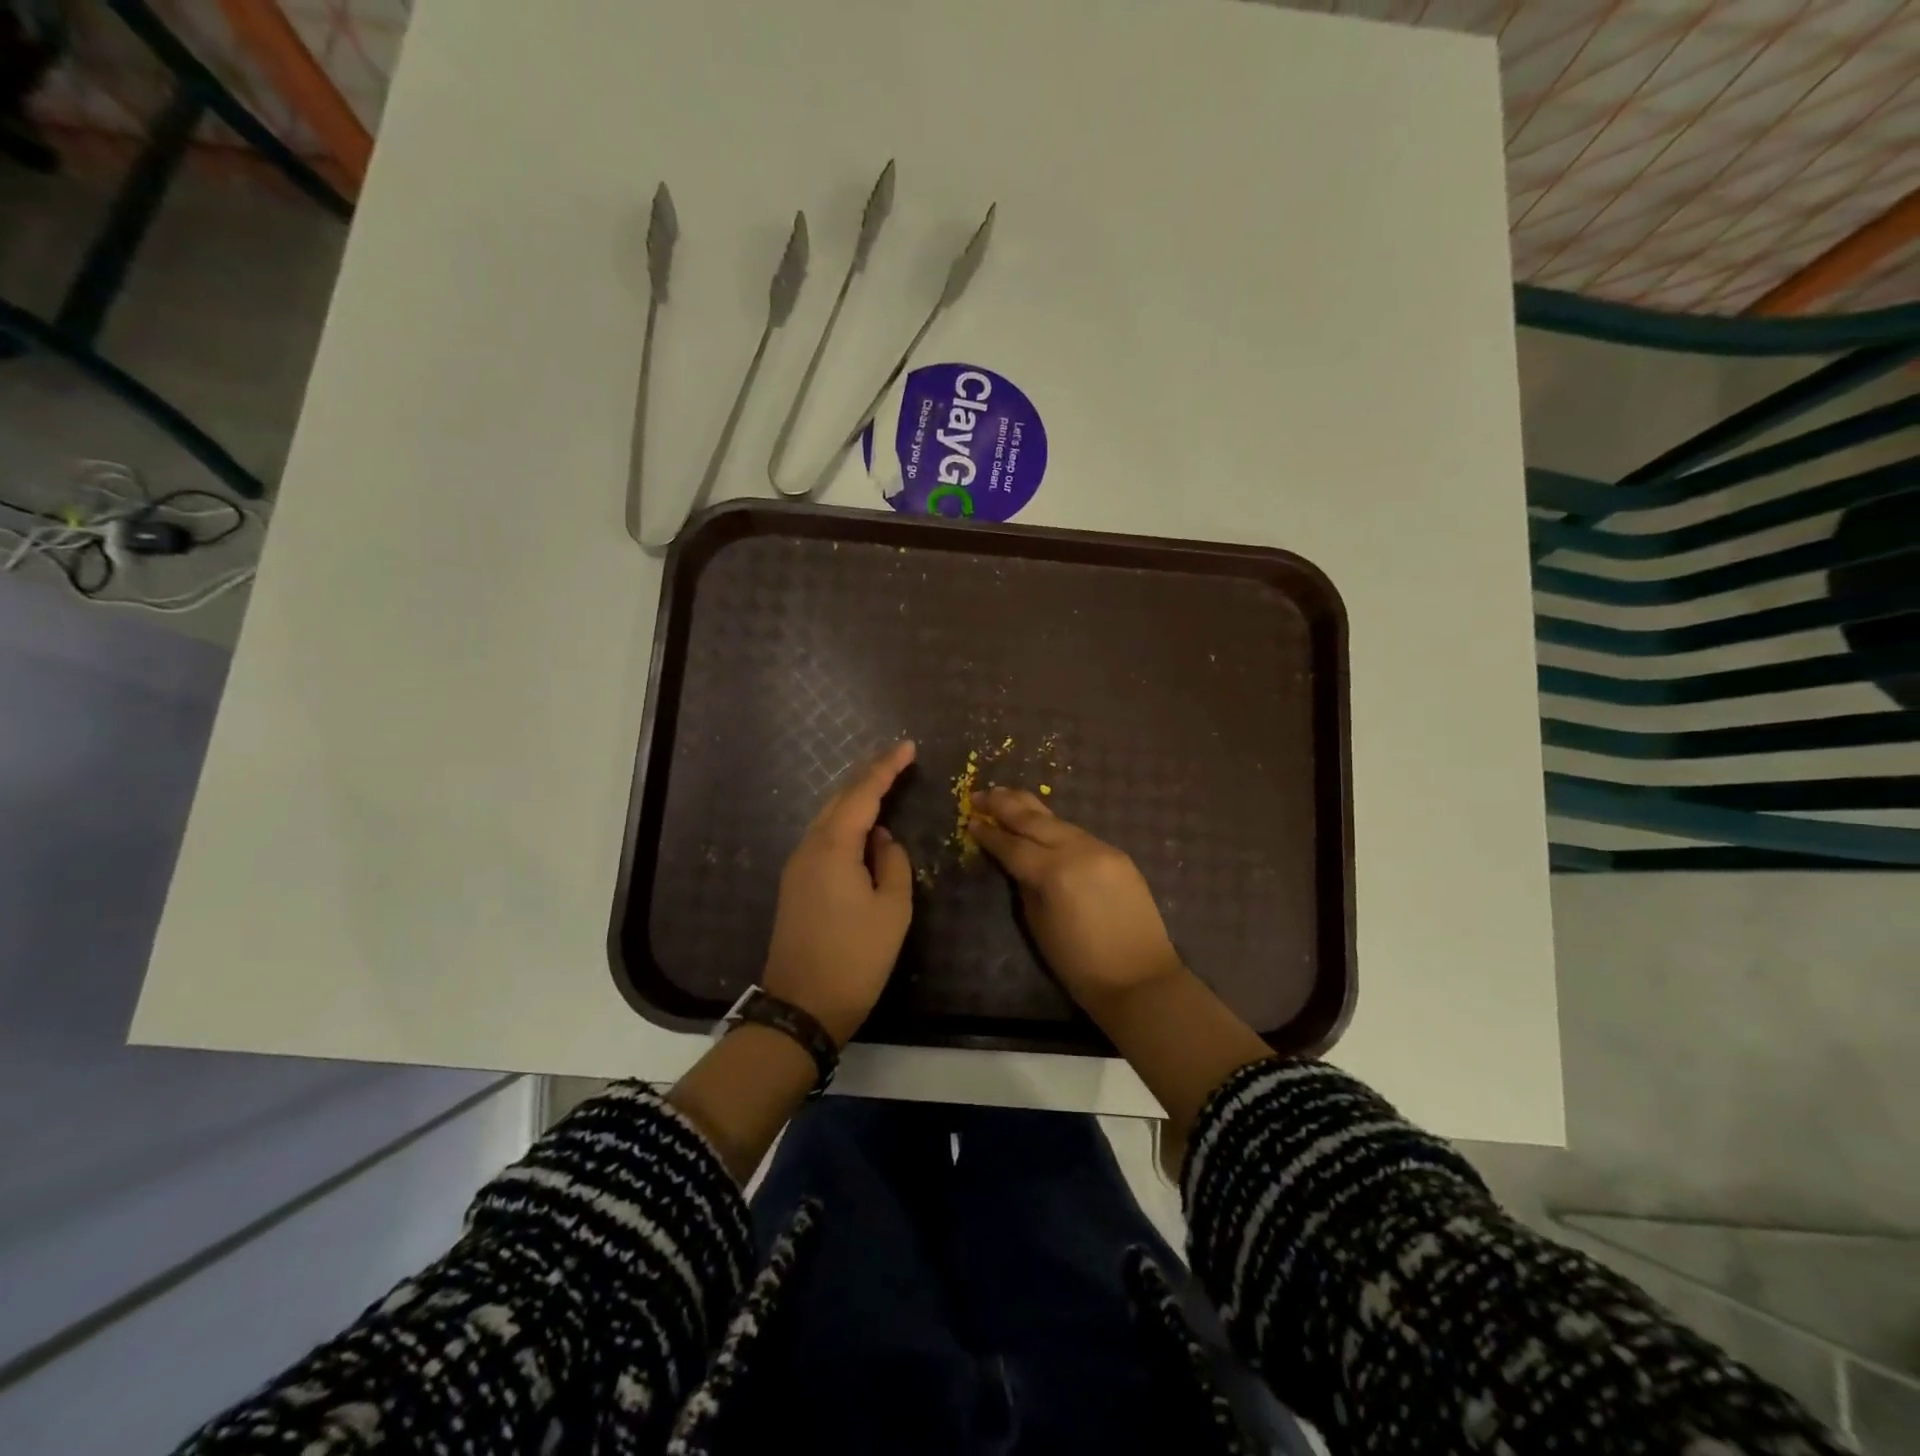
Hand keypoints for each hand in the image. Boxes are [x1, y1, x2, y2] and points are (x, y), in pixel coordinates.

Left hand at [762, 741, 916, 1045]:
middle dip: (868, 775)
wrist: (802, 1007)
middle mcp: (809, 847)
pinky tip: (863, 826)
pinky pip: (823, 837)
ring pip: (828, 817)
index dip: (886, 768)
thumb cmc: (855, 958)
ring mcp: (797, 865)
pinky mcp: (796, 883)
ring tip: (884, 784)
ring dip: (855, 798)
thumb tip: (883, 839)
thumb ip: (893, 863)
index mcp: (833, 847)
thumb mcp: (892, 910)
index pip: (863, 794)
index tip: (909, 747)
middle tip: (898, 760)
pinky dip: (845, 822)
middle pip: (839, 798)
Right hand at [968, 787, 1182, 1015]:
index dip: (989, 833)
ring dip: (1030, 808)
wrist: (1139, 978)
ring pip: (1058, 820)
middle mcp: (1078, 851)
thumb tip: (1018, 864)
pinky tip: (1042, 823)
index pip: (1012, 845)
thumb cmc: (1079, 964)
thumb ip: (1026, 885)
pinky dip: (1055, 826)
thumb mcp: (1039, 924)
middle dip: (1004, 804)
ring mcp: (1101, 849)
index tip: (969, 819)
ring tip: (1006, 797)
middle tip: (980, 794)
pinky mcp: (1117, 855)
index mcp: (1053, 873)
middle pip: (1034, 820)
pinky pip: (1079, 834)